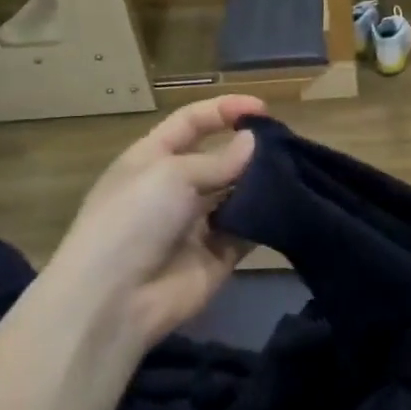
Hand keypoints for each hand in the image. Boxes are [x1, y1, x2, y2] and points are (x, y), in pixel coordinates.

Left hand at [47, 94, 266, 352]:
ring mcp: (197, 223)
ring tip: (295, 171)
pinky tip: (290, 206)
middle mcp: (175, 188)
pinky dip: (266, 219)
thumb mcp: (171, 174)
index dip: (223, 110)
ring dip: (262, 183)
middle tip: (287, 144)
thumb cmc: (133, 220)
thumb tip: (253, 143)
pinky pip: (248, 230)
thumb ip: (218, 160)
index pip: (191, 123)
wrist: (115, 301)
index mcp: (152, 159)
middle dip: (249, 149)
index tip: (263, 108)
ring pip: (238, 194)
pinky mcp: (219, 255)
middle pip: (219, 158)